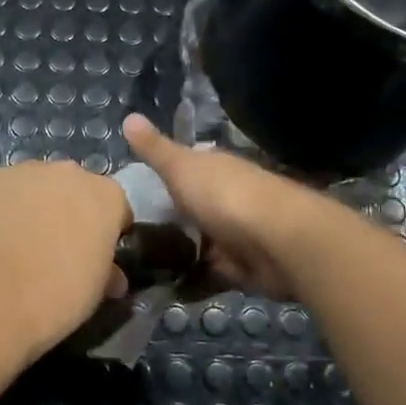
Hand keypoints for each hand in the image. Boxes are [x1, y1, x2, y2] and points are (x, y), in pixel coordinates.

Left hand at [0, 160, 131, 361]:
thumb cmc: (56, 296)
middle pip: (72, 188)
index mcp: (105, 195)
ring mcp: (22, 170)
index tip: (94, 254)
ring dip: (29, 206)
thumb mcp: (95, 291)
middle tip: (53, 247)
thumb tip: (112, 276)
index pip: (114, 207)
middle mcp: (67, 172)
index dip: (105, 231)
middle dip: (66, 211)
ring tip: (14, 243)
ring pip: (32, 186)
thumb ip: (107, 270)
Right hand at [122, 114, 330, 301]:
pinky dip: (194, 279)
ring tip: (136, 266)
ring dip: (179, 252)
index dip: (164, 175)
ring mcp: (237, 233)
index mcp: (215, 168)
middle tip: (125, 235)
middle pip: (192, 206)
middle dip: (168, 218)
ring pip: (201, 241)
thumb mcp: (181, 167)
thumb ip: (155, 149)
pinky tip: (163, 287)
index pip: (187, 166)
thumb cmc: (226, 195)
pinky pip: (211, 273)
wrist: (279, 242)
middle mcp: (228, 196)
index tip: (132, 191)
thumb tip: (128, 117)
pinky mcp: (243, 267)